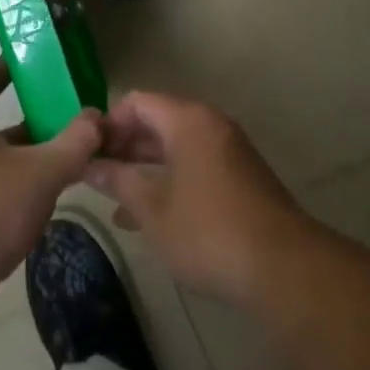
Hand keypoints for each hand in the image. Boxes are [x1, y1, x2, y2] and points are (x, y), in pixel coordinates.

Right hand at [85, 92, 314, 304]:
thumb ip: (118, 181)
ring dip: (144, 169)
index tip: (87, 154)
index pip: (137, 102)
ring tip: (115, 202)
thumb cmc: (207, 231)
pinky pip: (194, 166)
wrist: (282, 267)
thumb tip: (89, 165)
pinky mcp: (240, 178)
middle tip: (95, 178)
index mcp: (188, 121)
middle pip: (157, 121)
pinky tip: (149, 216)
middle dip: (124, 148)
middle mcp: (211, 126)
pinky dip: (169, 181)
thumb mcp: (152, 208)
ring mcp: (229, 151)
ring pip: (176, 148)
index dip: (108, 124)